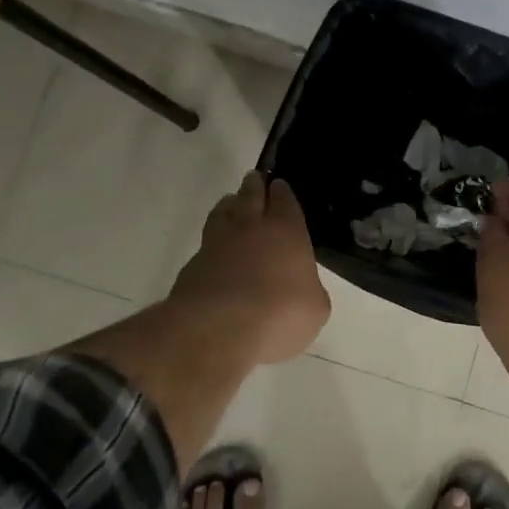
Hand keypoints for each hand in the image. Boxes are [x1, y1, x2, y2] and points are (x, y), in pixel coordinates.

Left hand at [168, 171, 330, 364]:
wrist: (218, 329)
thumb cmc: (280, 314)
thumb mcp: (315, 308)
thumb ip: (309, 289)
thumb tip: (301, 287)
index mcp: (286, 230)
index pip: (285, 200)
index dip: (282, 192)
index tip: (279, 185)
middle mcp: (250, 228)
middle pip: (250, 196)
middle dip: (254, 186)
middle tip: (254, 179)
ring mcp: (217, 244)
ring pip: (223, 212)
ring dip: (229, 205)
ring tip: (231, 203)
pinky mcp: (193, 265)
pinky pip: (206, 243)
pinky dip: (213, 241)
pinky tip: (216, 250)